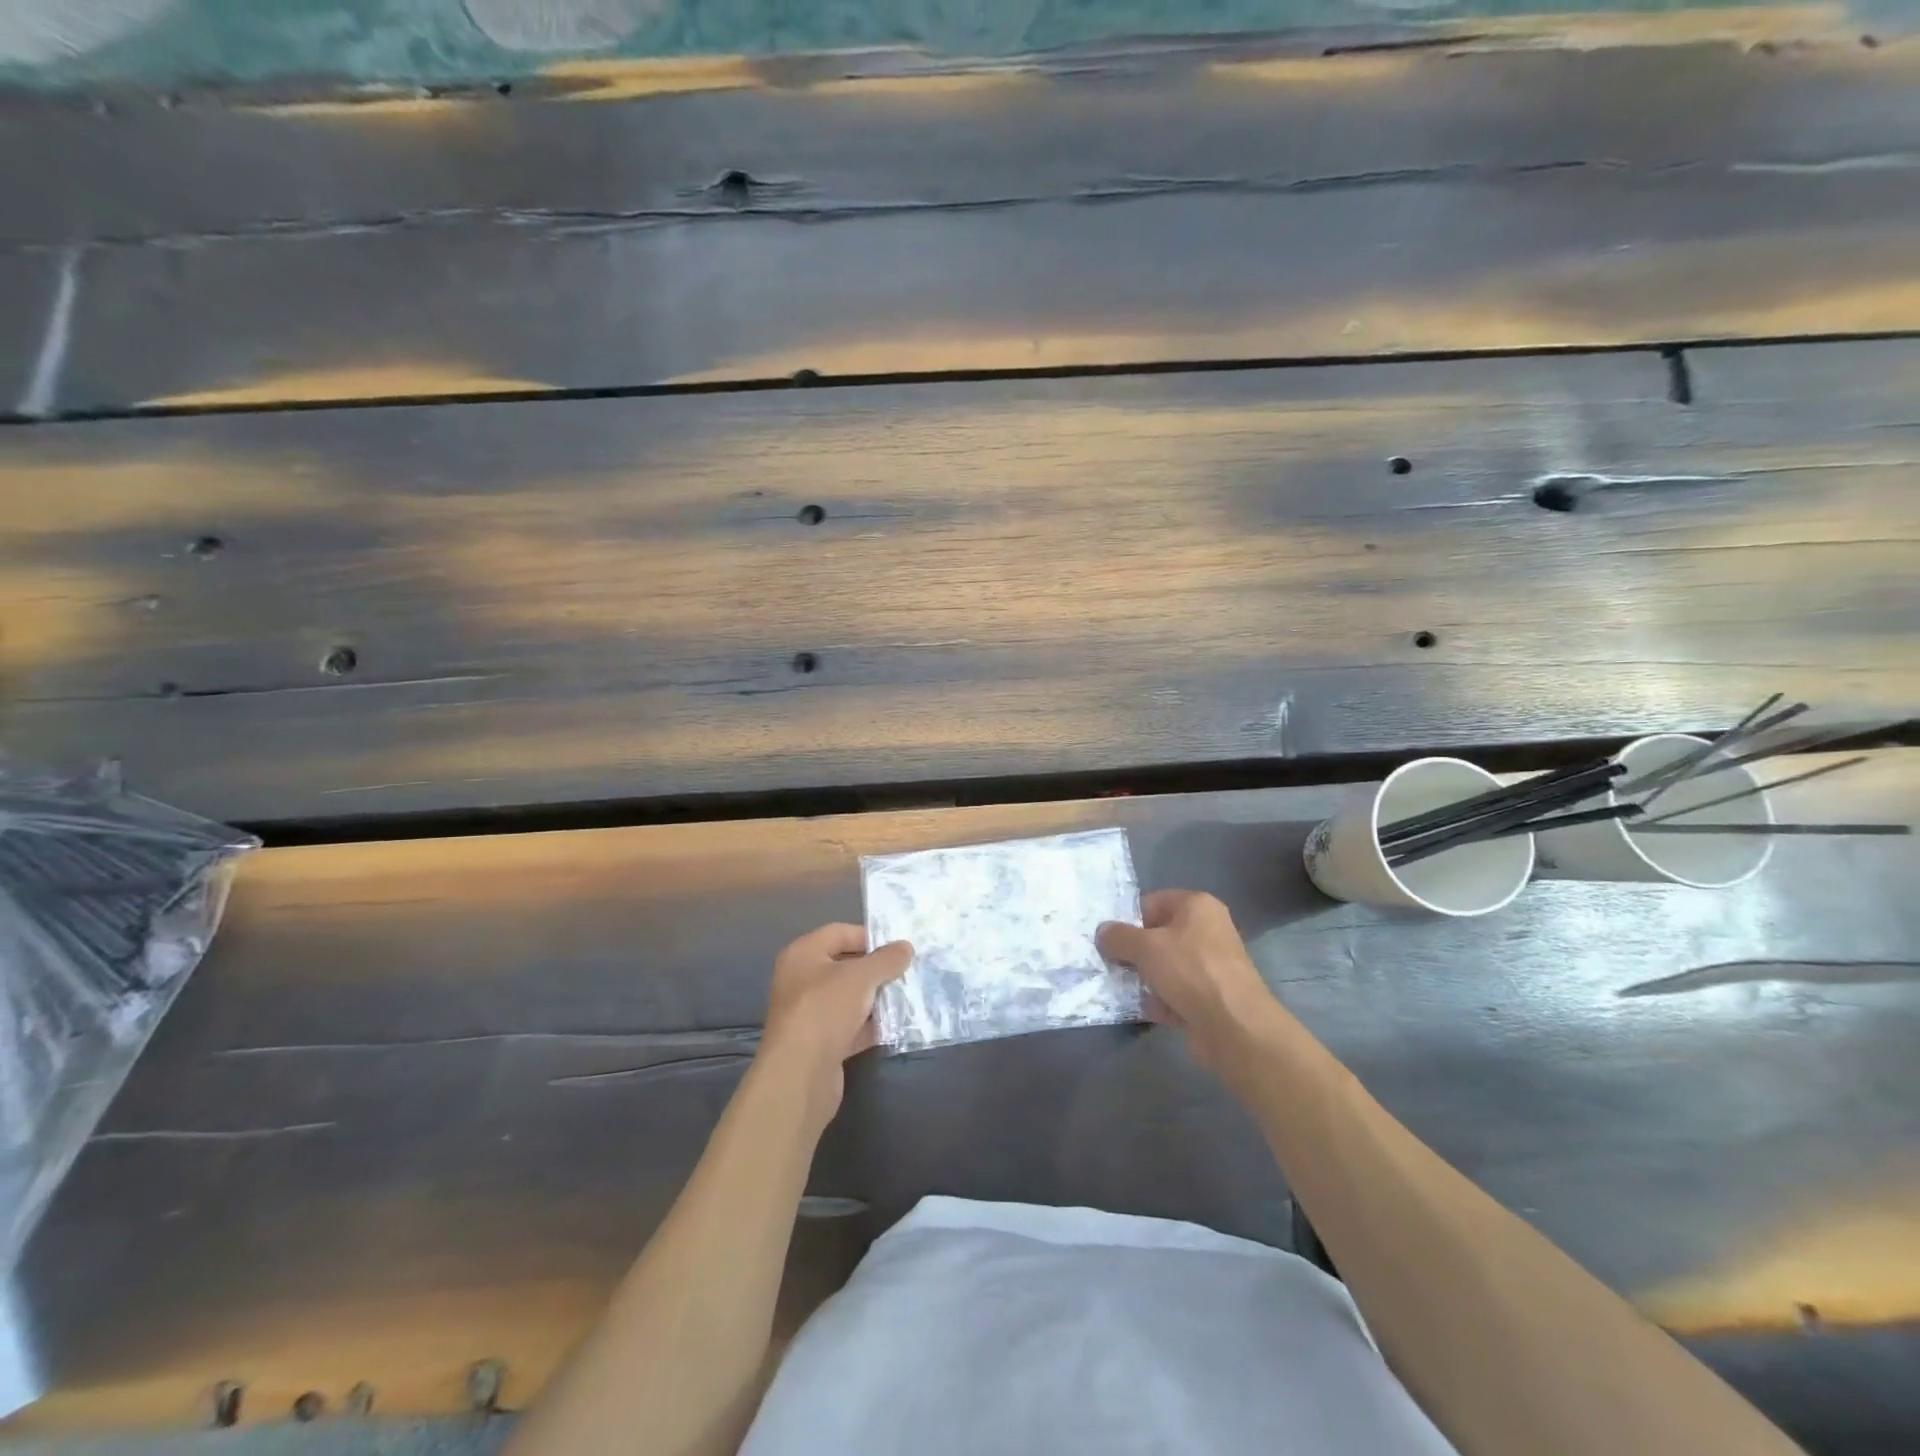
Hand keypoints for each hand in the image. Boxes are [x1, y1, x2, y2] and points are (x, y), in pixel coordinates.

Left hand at [758, 923, 911, 1127]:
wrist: (800, 1075)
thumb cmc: (825, 1009)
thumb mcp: (861, 976)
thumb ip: (886, 959)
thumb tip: (906, 947)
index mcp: (803, 954)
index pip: (839, 933)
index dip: (869, 936)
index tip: (898, 947)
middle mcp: (802, 980)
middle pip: (845, 966)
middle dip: (876, 969)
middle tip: (907, 971)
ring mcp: (810, 1014)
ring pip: (849, 998)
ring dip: (876, 998)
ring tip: (908, 996)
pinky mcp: (820, 1044)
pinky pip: (850, 1026)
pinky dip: (871, 1025)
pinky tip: (897, 1025)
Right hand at [1097, 890, 1290, 1076]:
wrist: (1234, 1026)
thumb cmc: (1189, 971)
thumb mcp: (1145, 947)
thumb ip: (1118, 936)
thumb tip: (1102, 932)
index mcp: (1197, 906)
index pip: (1153, 902)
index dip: (1129, 919)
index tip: (1111, 939)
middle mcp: (1208, 929)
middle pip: (1159, 935)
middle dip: (1135, 951)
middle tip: (1111, 963)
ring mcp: (1211, 965)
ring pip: (1167, 965)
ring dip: (1145, 977)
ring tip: (1122, 988)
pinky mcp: (1211, 996)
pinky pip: (1177, 991)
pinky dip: (1161, 999)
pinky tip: (1144, 1009)